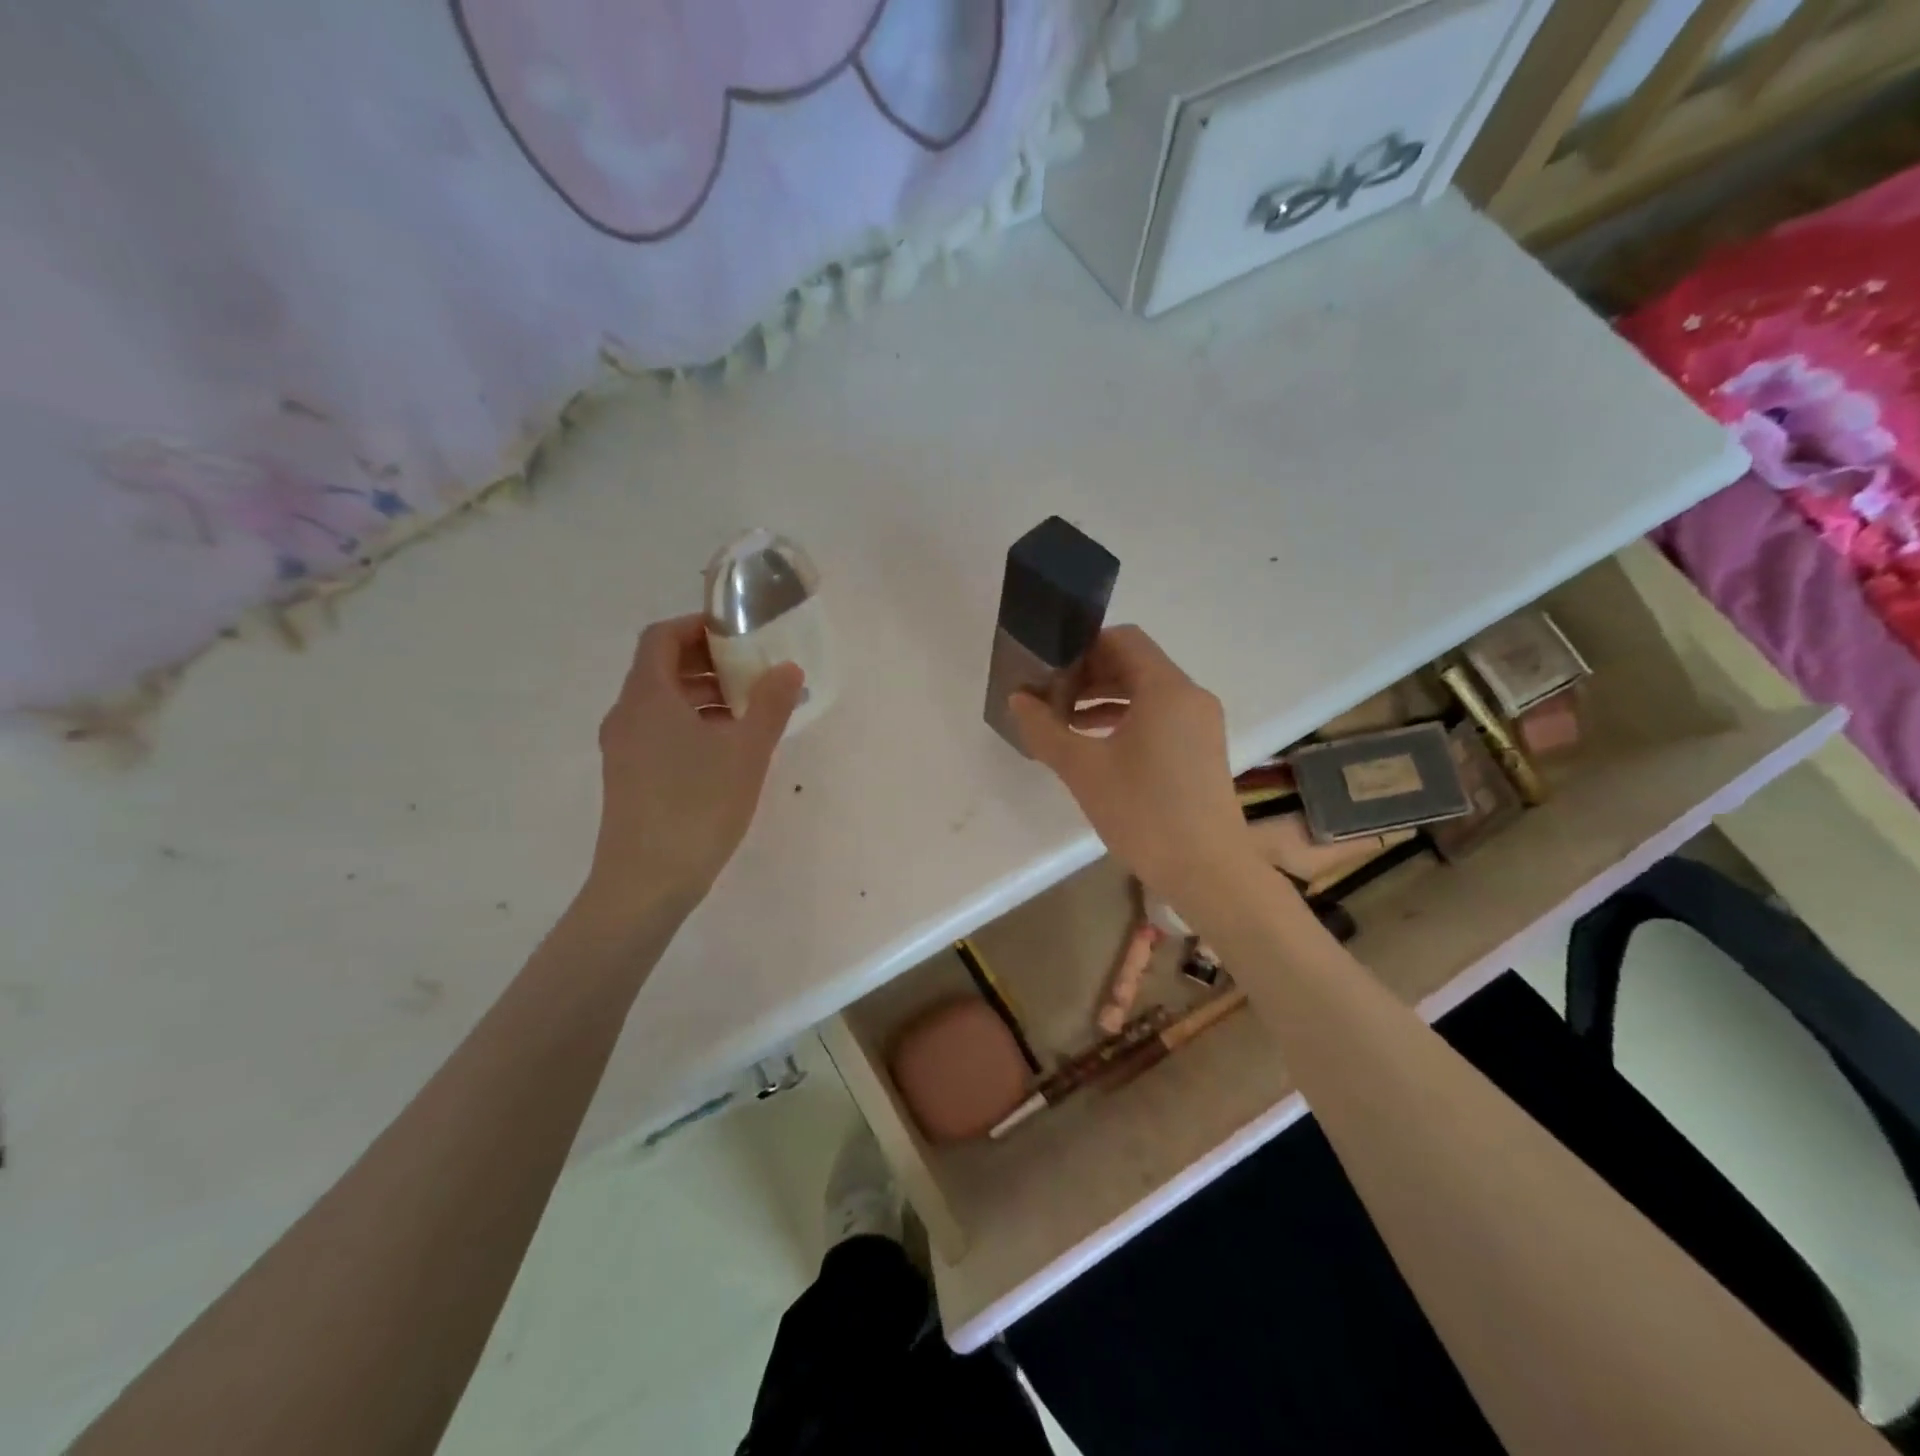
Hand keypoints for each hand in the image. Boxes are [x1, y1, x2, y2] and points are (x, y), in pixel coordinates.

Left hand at [582, 615, 802, 917]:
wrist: (645, 883)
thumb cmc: (697, 807)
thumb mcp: (747, 752)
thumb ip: (771, 704)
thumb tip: (787, 668)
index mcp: (647, 697)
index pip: (662, 637)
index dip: (698, 626)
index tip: (739, 633)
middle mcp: (627, 715)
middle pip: (662, 668)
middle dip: (708, 662)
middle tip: (753, 670)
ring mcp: (623, 748)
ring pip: (663, 703)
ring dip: (704, 696)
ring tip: (750, 710)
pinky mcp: (629, 777)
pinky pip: (660, 731)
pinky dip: (693, 724)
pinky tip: (727, 749)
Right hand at [1010, 626, 1260, 912]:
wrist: (1208, 871)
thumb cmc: (1144, 812)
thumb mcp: (1083, 769)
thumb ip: (1045, 729)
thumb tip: (1018, 700)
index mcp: (1166, 688)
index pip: (1122, 639)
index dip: (1081, 648)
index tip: (1048, 672)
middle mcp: (1189, 696)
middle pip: (1134, 664)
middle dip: (1088, 675)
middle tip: (1049, 698)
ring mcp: (1200, 723)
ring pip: (1146, 693)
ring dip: (1103, 699)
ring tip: (1063, 722)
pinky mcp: (1201, 749)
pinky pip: (1159, 717)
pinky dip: (1125, 720)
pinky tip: (1093, 744)